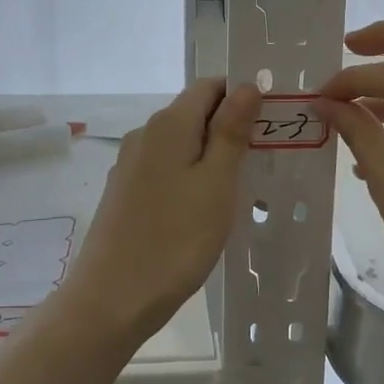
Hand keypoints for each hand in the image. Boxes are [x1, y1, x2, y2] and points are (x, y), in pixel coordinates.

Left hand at [67, 78, 259, 338]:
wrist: (113, 297)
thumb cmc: (176, 238)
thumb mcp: (216, 182)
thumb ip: (231, 131)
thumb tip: (246, 85)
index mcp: (168, 125)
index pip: (209, 86)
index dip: (240, 96)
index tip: (269, 123)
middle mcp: (144, 136)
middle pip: (193, 114)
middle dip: (229, 128)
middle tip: (263, 159)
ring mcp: (130, 166)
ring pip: (180, 145)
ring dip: (210, 157)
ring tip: (240, 188)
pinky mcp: (124, 194)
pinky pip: (165, 171)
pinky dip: (189, 178)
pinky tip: (204, 209)